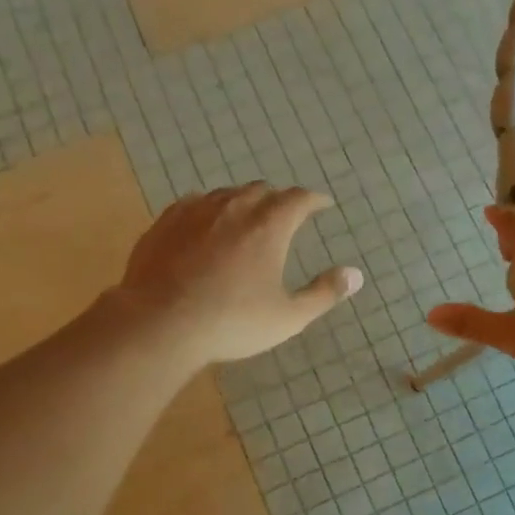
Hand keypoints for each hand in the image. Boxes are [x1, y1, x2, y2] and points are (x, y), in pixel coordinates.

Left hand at [111, 183, 363, 365]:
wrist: (160, 324)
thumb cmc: (232, 322)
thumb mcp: (288, 317)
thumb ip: (324, 294)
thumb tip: (355, 275)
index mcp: (268, 226)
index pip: (298, 199)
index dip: (314, 200)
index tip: (322, 204)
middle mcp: (234, 208)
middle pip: (261, 190)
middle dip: (278, 199)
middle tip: (284, 215)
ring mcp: (195, 211)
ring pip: (226, 194)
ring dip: (242, 201)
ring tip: (245, 218)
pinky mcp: (165, 223)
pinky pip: (193, 204)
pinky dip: (208, 210)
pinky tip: (204, 224)